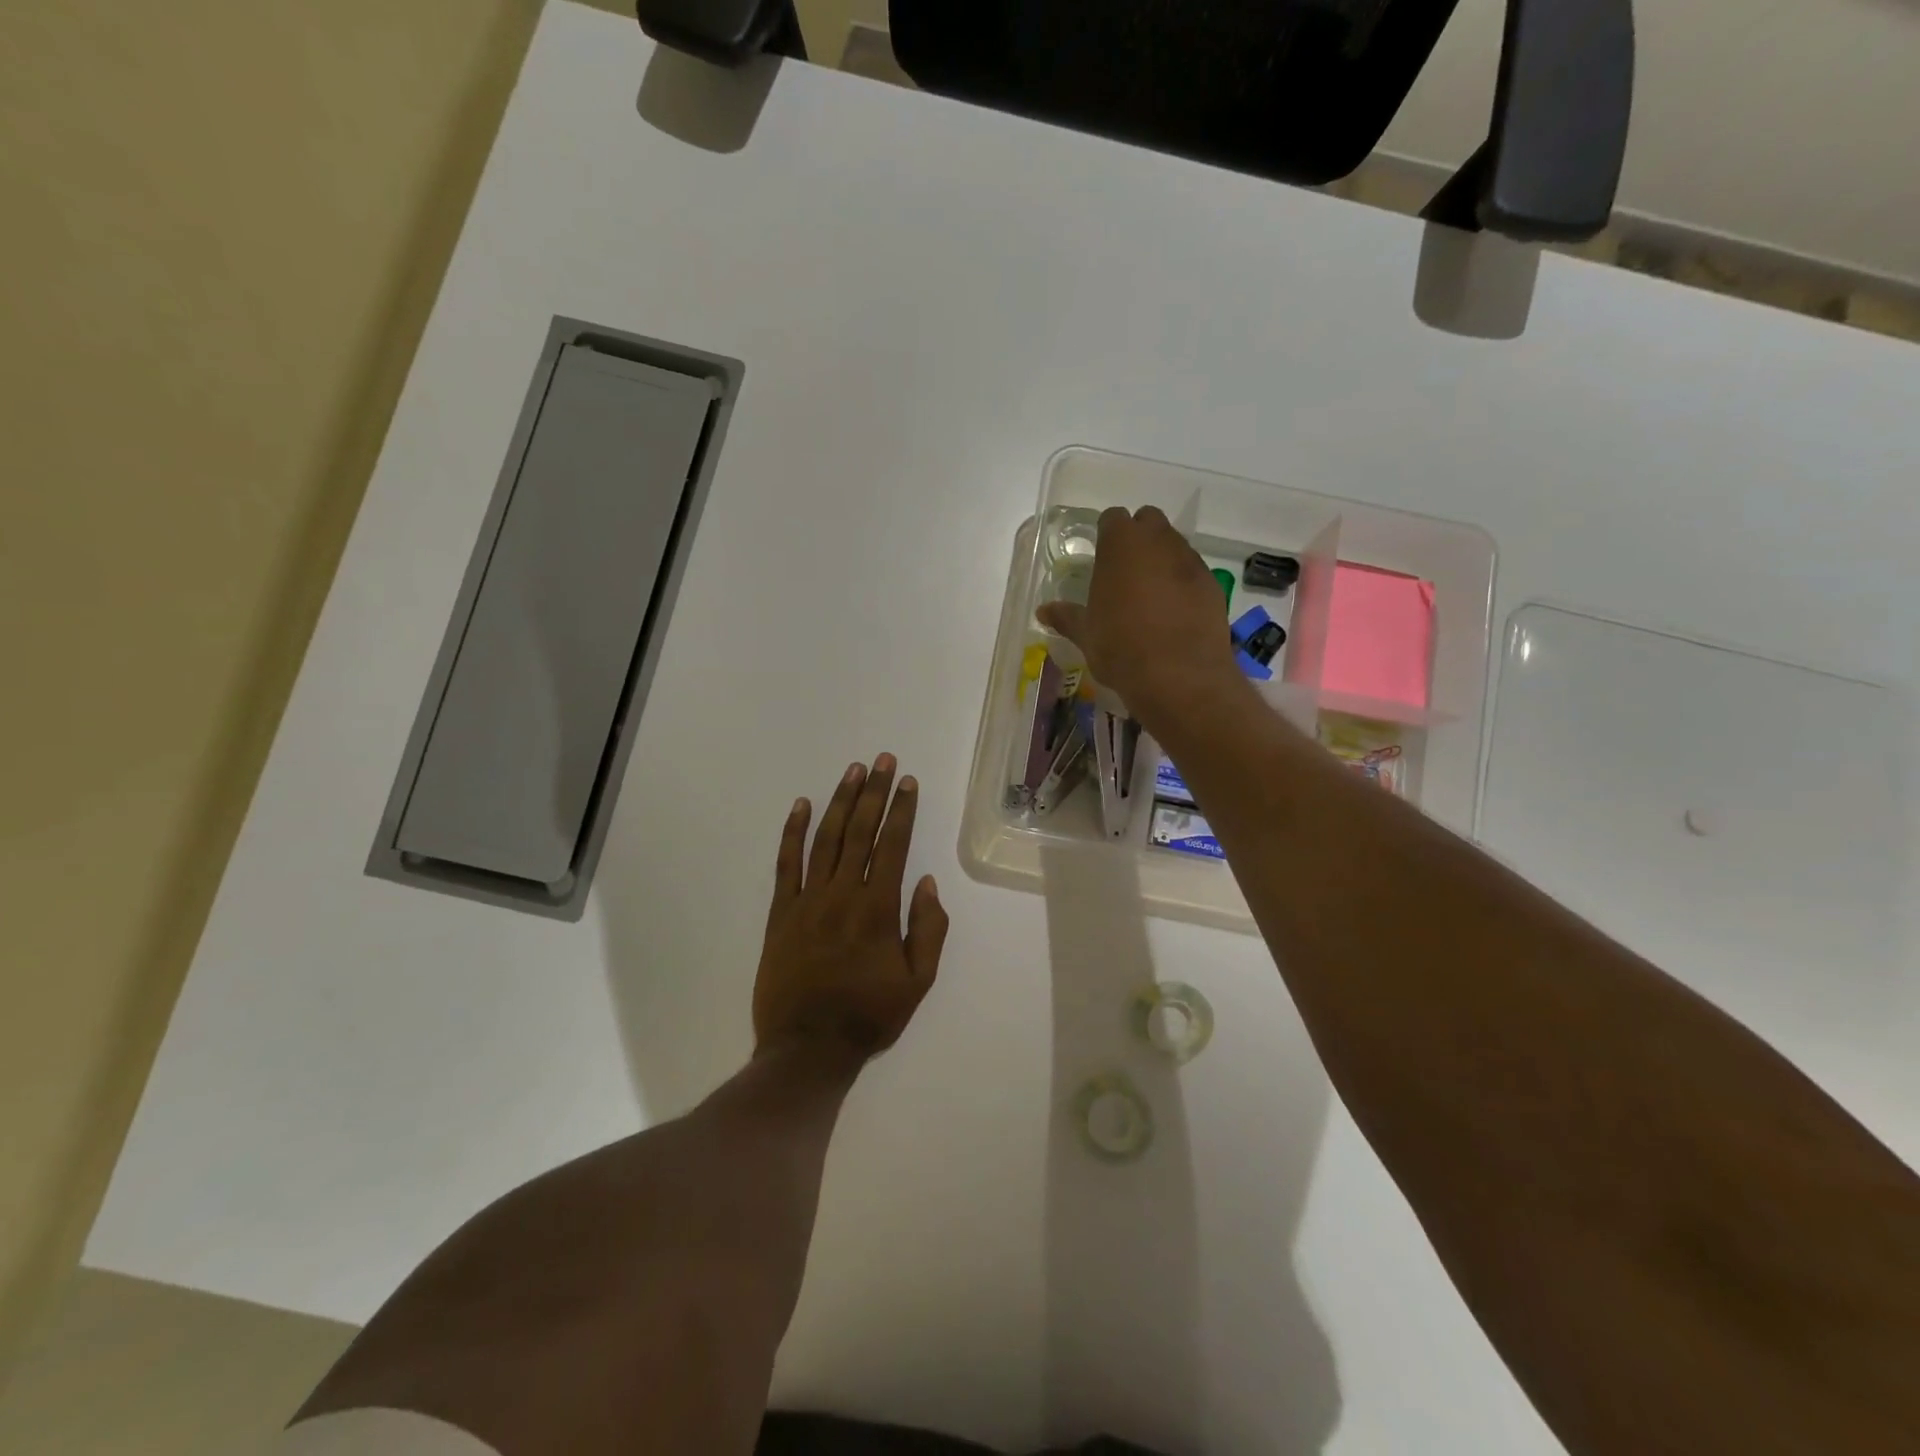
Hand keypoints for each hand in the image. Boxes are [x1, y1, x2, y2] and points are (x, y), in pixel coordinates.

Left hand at [754, 754, 949, 1070]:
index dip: (902, 810)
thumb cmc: (869, 1016)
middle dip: (874, 792)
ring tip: (852, 771)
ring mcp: (807, 900)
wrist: (807, 1048)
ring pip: (825, 838)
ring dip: (840, 801)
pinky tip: (800, 805)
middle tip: (883, 760)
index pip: (893, 845)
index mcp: (878, 909)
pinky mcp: (780, 912)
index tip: (908, 781)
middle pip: (860, 831)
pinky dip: (792, 831)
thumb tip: (927, 883)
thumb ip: (928, 930)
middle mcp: (842, 894)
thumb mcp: (917, 982)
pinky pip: (786, 863)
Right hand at [1037, 506, 1239, 722]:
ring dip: (1162, 560)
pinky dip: (1183, 583)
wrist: (1179, 675)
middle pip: (1149, 521)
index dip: (1107, 534)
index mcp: (1120, 545)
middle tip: (1125, 572)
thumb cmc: (1121, 648)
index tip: (1101, 556)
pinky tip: (1174, 612)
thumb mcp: (1086, 634)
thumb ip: (1067, 617)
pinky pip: (1193, 573)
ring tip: (1150, 595)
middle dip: (1138, 538)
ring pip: (1174, 545)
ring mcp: (1189, 560)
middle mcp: (1158, 541)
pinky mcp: (1212, 584)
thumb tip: (1044, 611)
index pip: (1113, 518)